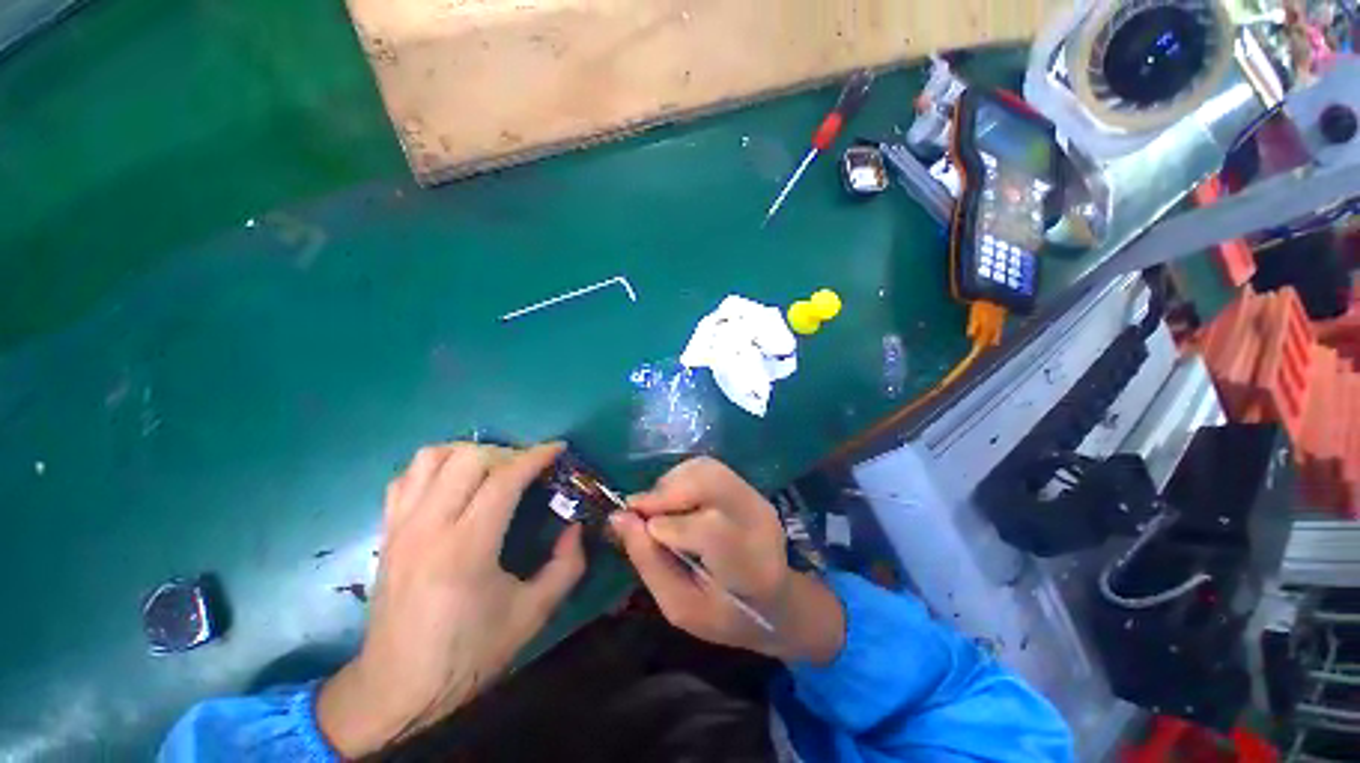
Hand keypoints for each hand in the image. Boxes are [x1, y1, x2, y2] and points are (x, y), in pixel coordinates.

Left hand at [317, 442, 584, 757]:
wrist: (397, 690)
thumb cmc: (468, 655)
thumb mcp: (533, 615)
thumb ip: (567, 566)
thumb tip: (576, 526)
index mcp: (466, 549)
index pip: (503, 479)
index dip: (536, 456)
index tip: (558, 448)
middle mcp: (428, 528)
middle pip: (467, 458)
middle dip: (506, 453)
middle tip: (526, 469)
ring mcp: (401, 527)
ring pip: (431, 458)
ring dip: (468, 454)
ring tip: (491, 470)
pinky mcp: (386, 533)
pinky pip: (407, 478)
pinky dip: (435, 468)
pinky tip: (455, 486)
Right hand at [610, 457, 844, 664]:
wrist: (775, 599)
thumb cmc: (725, 615)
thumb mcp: (681, 607)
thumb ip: (650, 563)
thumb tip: (619, 517)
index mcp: (750, 567)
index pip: (711, 529)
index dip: (671, 526)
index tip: (644, 531)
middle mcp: (758, 521)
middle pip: (709, 483)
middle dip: (666, 492)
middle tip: (640, 511)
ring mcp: (756, 497)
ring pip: (705, 468)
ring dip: (671, 482)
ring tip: (657, 508)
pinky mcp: (748, 486)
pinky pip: (707, 466)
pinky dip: (681, 477)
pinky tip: (673, 500)